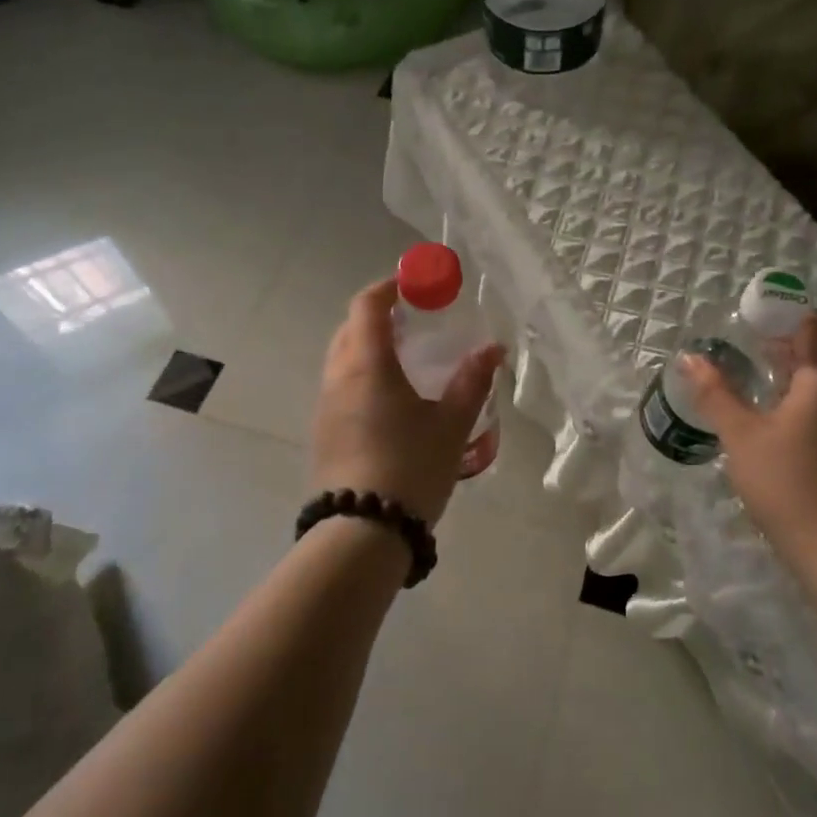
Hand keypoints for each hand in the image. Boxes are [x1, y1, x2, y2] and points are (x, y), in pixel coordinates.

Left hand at [310, 278, 503, 525]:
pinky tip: (392, 402)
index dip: (389, 287)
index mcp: (366, 365)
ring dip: (371, 347)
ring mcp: (325, 407)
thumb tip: (493, 350)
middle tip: (416, 322)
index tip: (415, 283)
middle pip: (351, 329)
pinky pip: (341, 387)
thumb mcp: (451, 425)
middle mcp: (338, 378)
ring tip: (409, 362)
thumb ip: (472, 382)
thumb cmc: (410, 468)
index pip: (367, 306)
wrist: (361, 534)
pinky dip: (364, 376)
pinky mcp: (323, 433)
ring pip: (343, 359)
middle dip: (380, 316)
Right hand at [680, 312, 816, 561]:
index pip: (814, 327)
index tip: (752, 319)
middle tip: (748, 341)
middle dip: (789, 339)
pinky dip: (806, 391)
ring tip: (758, 370)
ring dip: (798, 366)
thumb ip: (715, 392)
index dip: (785, 316)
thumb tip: (689, 358)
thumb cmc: (787, 482)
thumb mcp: (741, 434)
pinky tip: (776, 410)